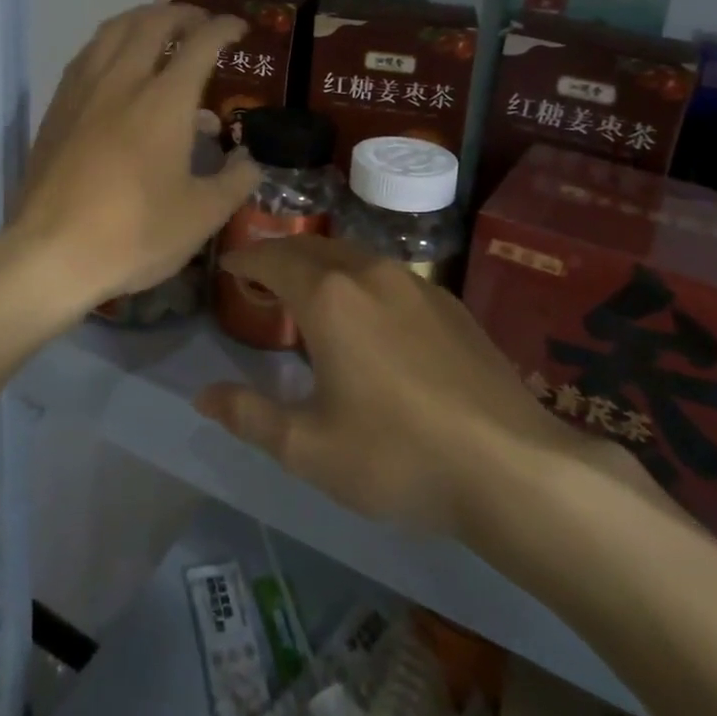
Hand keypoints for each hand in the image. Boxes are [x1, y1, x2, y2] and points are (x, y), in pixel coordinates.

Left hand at [7, 3, 259, 318]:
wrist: (49, 253)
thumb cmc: (133, 234)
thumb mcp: (201, 216)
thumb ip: (235, 182)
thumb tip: (250, 161)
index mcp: (165, 100)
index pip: (200, 43)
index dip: (224, 28)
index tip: (239, 28)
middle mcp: (123, 80)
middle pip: (152, 22)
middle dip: (182, 13)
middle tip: (201, 24)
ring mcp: (84, 90)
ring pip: (113, 29)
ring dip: (142, 18)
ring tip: (159, 29)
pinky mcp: (56, 107)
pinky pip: (87, 53)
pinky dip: (110, 42)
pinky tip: (114, 62)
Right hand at [196, 237, 668, 538]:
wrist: (513, 467)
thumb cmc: (399, 457)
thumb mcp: (310, 448)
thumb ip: (250, 416)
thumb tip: (203, 396)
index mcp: (329, 298)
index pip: (273, 260)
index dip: (245, 261)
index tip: (228, 267)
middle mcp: (370, 274)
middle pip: (312, 248)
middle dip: (279, 258)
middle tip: (260, 283)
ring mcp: (416, 284)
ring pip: (353, 257)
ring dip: (320, 266)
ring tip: (309, 296)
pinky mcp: (450, 303)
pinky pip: (388, 275)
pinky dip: (359, 280)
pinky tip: (368, 316)